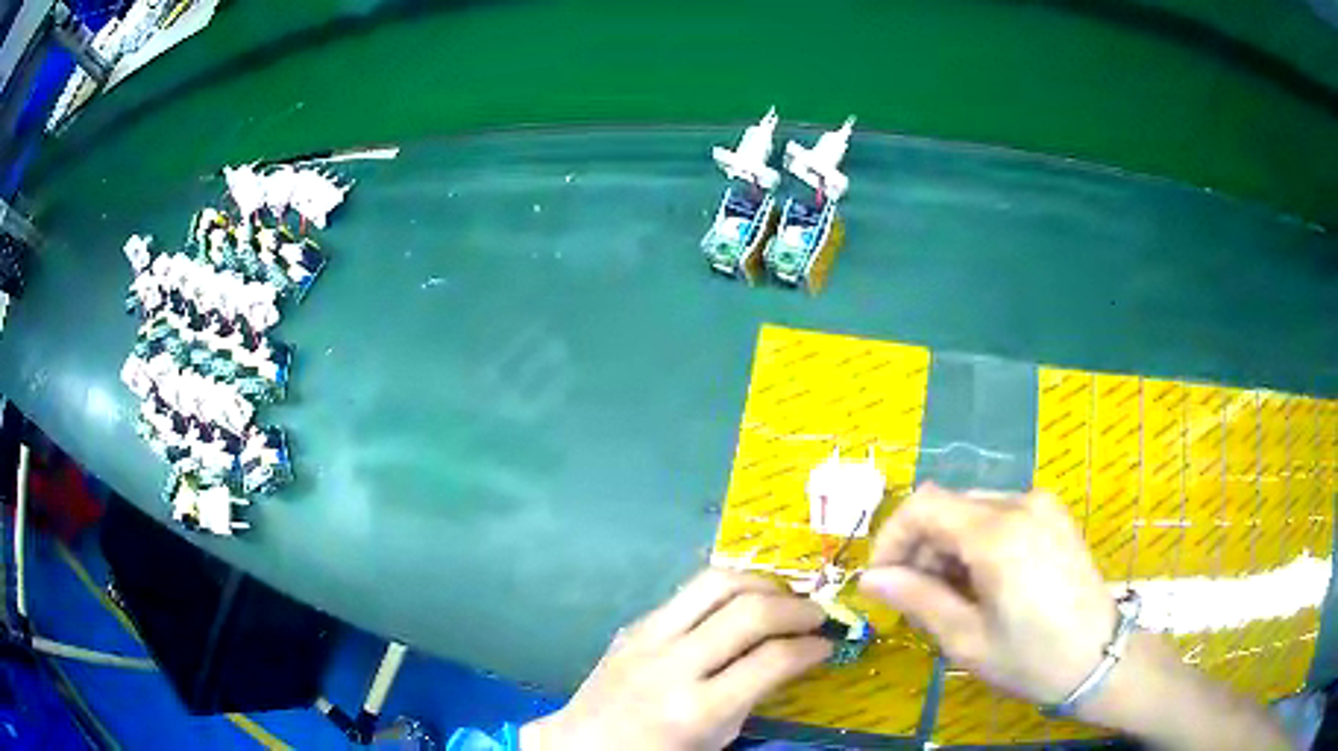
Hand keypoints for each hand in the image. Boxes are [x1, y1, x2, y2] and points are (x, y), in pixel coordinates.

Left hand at [522, 569, 831, 750]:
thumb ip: (754, 695)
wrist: (583, 744)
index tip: (828, 645)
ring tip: (783, 598)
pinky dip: (725, 591)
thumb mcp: (716, 738)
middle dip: (796, 607)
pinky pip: (687, 593)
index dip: (811, 648)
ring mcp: (647, 637)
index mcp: (697, 709)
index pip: (772, 660)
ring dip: (762, 583)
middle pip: (749, 611)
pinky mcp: (633, 624)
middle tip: (817, 614)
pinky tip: (740, 604)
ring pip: (715, 582)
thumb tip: (794, 655)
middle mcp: (673, 664)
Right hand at [858, 484, 1115, 707]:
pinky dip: (977, 541)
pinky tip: (984, 581)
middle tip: (914, 597)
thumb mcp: (966, 639)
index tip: (882, 579)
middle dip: (920, 547)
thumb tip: (870, 579)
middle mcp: (1020, 503)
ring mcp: (1042, 505)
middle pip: (948, 506)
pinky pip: (1000, 514)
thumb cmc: (1031, 658)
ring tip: (951, 595)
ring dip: (948, 546)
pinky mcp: (1053, 515)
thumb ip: (917, 600)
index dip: (892, 537)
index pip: (923, 505)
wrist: (1099, 657)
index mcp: (998, 533)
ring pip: (972, 509)